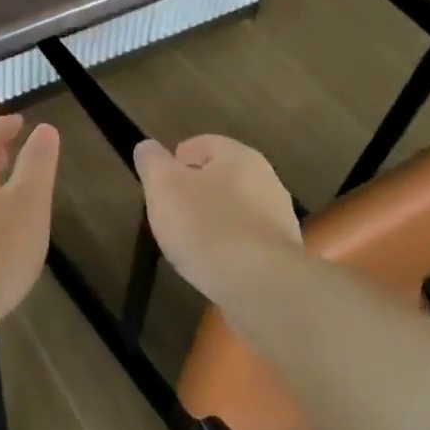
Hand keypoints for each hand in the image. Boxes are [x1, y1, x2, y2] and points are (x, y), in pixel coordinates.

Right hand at [134, 135, 303, 308]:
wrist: (261, 285)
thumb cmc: (206, 226)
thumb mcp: (164, 188)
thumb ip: (152, 162)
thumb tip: (147, 147)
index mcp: (239, 156)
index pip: (202, 144)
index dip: (175, 159)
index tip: (158, 184)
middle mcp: (266, 180)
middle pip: (220, 177)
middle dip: (194, 190)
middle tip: (169, 212)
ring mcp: (279, 217)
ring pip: (235, 209)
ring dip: (212, 219)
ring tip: (188, 242)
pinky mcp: (283, 253)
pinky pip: (246, 239)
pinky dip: (228, 245)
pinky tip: (213, 263)